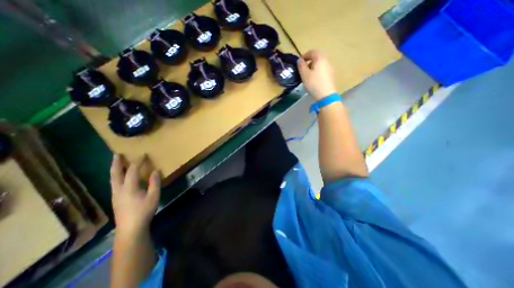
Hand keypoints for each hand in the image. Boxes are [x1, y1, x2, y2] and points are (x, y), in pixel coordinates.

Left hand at [111, 155, 159, 235]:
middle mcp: (118, 189)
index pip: (132, 170)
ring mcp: (115, 195)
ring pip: (112, 179)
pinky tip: (120, 177)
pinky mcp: (115, 199)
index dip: (138, 162)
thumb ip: (154, 182)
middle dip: (116, 163)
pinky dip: (116, 176)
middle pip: (115, 173)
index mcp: (129, 187)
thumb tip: (155, 171)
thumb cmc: (144, 211)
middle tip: (117, 154)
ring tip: (117, 163)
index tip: (143, 154)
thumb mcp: (154, 196)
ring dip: (115, 169)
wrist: (130, 229)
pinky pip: (114, 183)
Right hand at [295, 51, 339, 99]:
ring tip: (307, 75)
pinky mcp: (331, 76)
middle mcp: (326, 61)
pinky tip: (314, 79)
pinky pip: (323, 70)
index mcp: (320, 58)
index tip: (299, 62)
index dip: (305, 55)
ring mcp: (330, 68)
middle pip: (317, 57)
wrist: (326, 95)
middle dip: (309, 61)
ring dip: (313, 67)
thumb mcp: (304, 74)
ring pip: (320, 64)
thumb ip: (301, 66)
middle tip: (303, 68)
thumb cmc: (314, 83)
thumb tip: (299, 60)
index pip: (312, 52)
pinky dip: (317, 72)